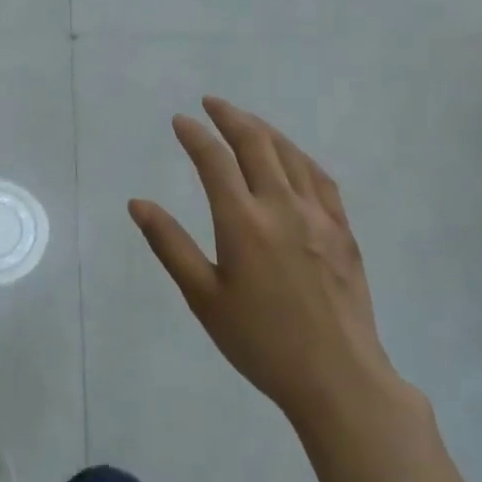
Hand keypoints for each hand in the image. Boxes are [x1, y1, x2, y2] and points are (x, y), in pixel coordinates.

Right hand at [128, 97, 402, 425]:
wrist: (338, 378)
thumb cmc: (261, 342)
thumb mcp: (204, 297)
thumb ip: (170, 245)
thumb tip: (138, 204)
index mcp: (243, 223)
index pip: (214, 161)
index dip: (196, 135)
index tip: (181, 120)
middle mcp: (282, 207)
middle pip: (256, 145)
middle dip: (231, 117)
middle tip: (212, 103)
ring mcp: (318, 216)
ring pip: (290, 155)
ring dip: (265, 130)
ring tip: (246, 121)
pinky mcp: (343, 231)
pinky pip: (320, 178)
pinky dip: (299, 157)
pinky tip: (292, 156)